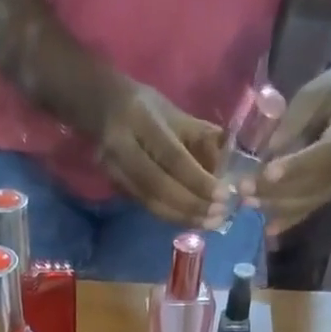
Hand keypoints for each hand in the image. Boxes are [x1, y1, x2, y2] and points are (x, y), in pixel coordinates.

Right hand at [98, 80, 224, 227]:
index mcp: (140, 121)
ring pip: (151, 203)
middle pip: (159, 186)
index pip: (172, 157)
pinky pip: (146, 207)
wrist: (102, 108)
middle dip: (191, 205)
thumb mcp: (175, 114)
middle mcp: (122, 148)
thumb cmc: (146, 108)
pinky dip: (171, 216)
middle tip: (218, 216)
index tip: (222, 195)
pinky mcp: (115, 187)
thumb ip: (201, 138)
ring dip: (183, 217)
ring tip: (209, 223)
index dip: (197, 180)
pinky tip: (190, 220)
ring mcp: (115, 171)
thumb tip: (228, 166)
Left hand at [244, 60, 330, 235]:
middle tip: (245, 190)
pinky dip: (289, 219)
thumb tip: (268, 153)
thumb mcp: (313, 92)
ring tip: (249, 204)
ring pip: (311, 199)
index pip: (326, 152)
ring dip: (278, 206)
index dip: (297, 165)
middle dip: (278, 189)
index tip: (268, 172)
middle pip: (315, 181)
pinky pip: (312, 208)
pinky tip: (268, 228)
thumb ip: (293, 122)